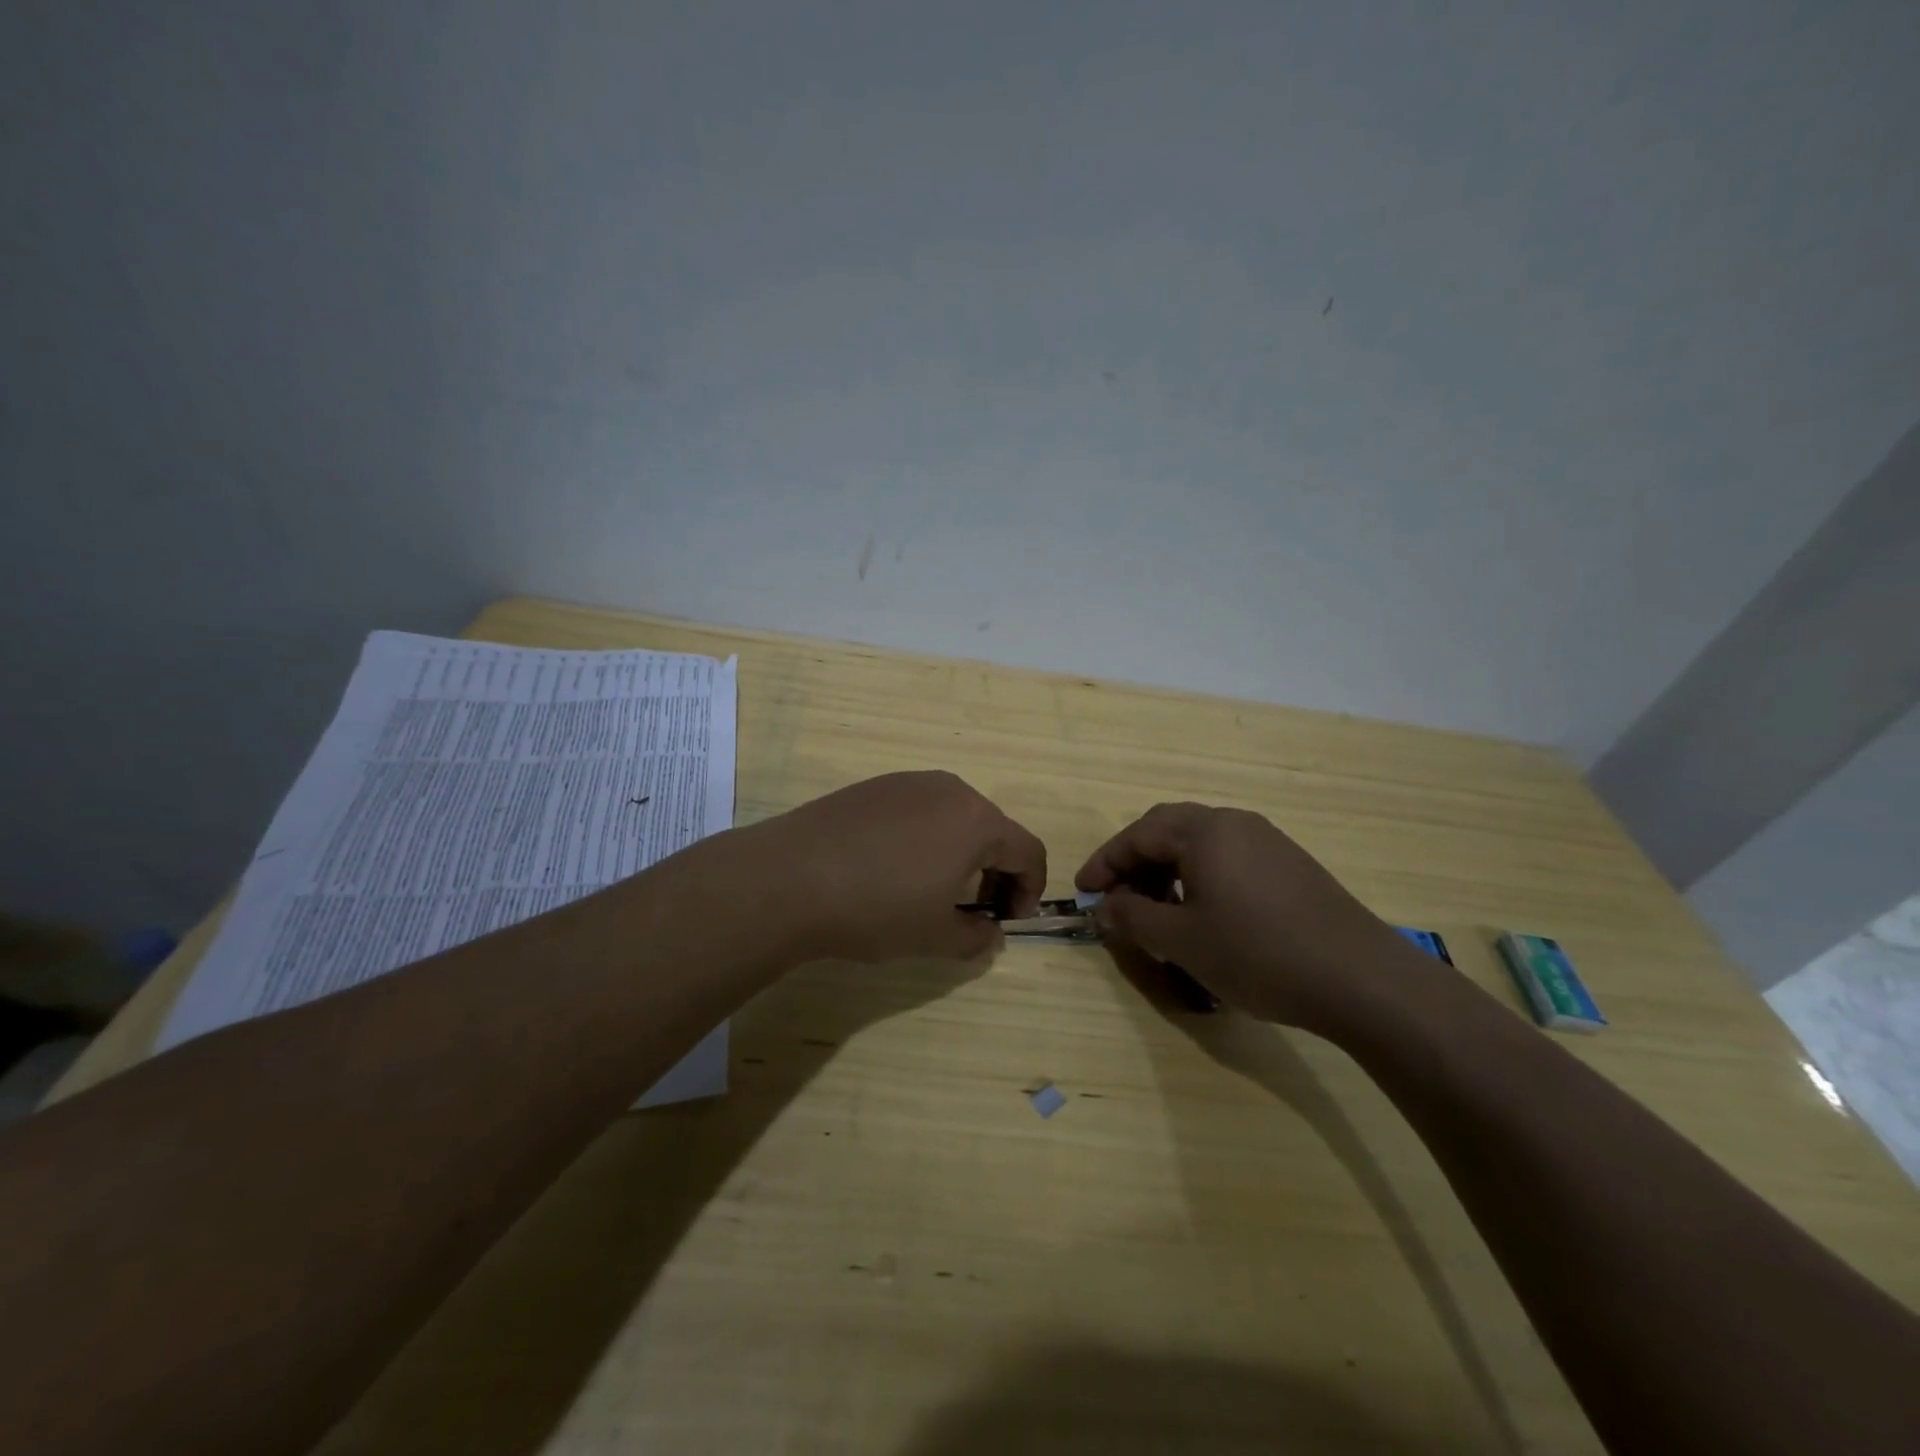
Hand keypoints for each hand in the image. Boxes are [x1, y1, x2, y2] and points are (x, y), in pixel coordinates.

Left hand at [765, 771, 1047, 962]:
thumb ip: (977, 937)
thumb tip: (991, 934)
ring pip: (955, 817)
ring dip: (961, 854)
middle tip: (976, 910)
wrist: (789, 878)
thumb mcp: (935, 936)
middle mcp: (950, 790)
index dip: (1030, 889)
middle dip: (996, 872)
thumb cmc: (876, 908)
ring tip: (935, 890)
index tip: (1009, 921)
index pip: (1028, 851)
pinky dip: (926, 838)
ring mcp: (909, 782)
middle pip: (993, 830)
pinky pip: (919, 810)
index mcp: (977, 821)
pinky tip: (894, 869)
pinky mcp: (874, 786)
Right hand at [1075, 802, 1410, 1032]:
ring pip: (1201, 845)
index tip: (1082, 891)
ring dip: (1168, 871)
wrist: (1361, 979)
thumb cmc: (1258, 953)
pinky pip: (1229, 859)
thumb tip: (1103, 908)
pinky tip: (1204, 915)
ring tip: (1157, 912)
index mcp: (1204, 830)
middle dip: (1135, 862)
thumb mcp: (1181, 940)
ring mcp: (1268, 842)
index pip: (1138, 834)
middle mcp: (1235, 823)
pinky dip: (1200, 878)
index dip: (1104, 863)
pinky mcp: (1291, 866)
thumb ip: (1133, 918)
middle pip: (1168, 830)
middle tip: (1116, 897)